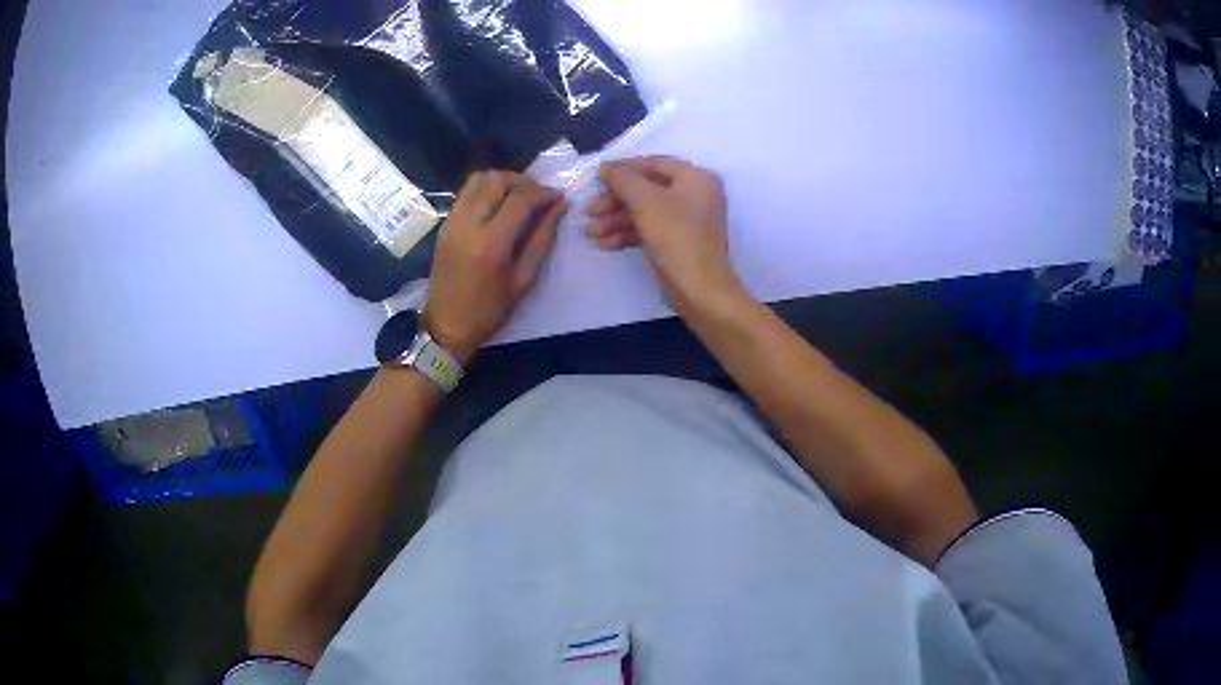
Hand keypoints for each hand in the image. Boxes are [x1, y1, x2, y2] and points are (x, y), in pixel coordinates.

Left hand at [422, 171, 565, 364]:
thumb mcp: (524, 279)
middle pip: (497, 179)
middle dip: (523, 181)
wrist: (446, 324)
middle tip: (538, 196)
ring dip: (503, 181)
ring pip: (479, 179)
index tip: (558, 197)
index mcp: (491, 243)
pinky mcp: (445, 222)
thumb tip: (559, 206)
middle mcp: (468, 224)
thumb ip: (542, 238)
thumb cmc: (489, 310)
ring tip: (518, 196)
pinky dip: (486, 189)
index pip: (520, 198)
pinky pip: (467, 191)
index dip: (543, 192)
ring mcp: (453, 220)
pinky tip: (498, 205)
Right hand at [587, 156, 742, 314]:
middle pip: (647, 188)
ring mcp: (687, 220)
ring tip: (591, 232)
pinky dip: (628, 233)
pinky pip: (650, 229)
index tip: (596, 178)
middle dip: (616, 200)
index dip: (624, 168)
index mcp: (696, 178)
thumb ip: (623, 179)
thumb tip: (606, 166)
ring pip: (646, 211)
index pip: (654, 163)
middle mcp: (695, 194)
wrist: (700, 290)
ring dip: (617, 219)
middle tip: (590, 210)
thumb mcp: (646, 202)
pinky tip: (606, 243)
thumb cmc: (676, 237)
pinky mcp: (679, 242)